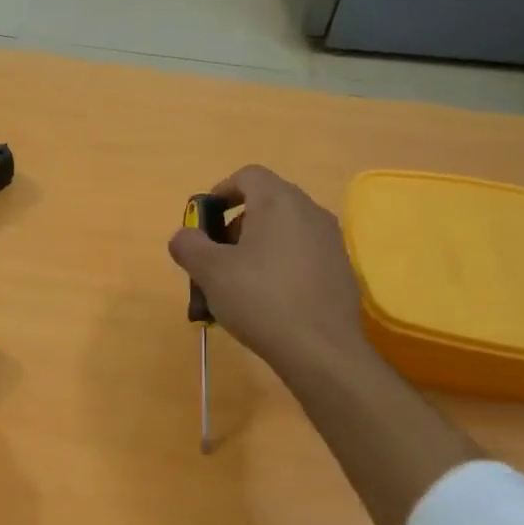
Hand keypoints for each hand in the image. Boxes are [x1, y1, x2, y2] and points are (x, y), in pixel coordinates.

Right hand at [167, 164, 377, 380]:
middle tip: (215, 260)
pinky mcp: (340, 270)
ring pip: (283, 233)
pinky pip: (300, 257)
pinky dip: (277, 268)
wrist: (320, 348)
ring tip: (235, 287)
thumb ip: (189, 246)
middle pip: (265, 204)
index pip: (247, 176)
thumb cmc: (259, 298)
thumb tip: (184, 237)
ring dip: (254, 250)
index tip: (203, 222)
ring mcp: (330, 241)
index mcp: (279, 202)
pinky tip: (265, 303)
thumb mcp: (210, 271)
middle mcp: (310, 212)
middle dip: (234, 227)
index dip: (220, 192)